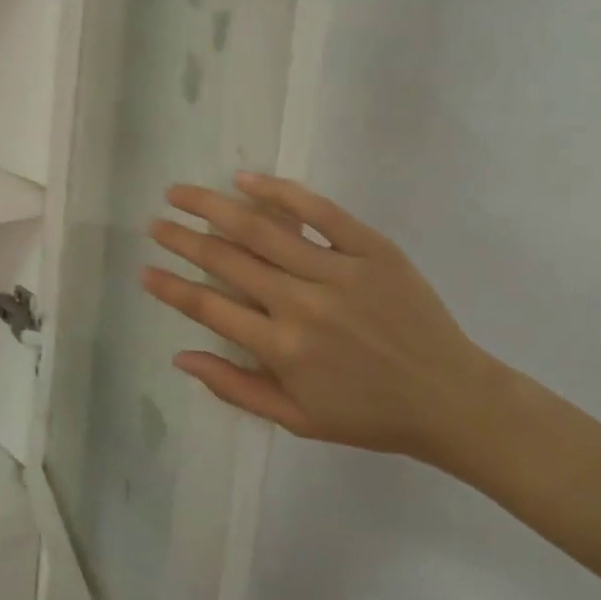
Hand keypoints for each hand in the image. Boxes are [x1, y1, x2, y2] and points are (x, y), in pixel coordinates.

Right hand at [140, 172, 508, 465]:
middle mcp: (303, 305)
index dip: (170, 287)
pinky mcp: (372, 250)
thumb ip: (234, 388)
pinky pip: (320, 212)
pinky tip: (245, 179)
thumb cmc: (369, 416)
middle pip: (226, 259)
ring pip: (261, 229)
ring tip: (179, 193)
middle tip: (156, 223)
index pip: (208, 307)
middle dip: (181, 238)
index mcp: (283, 349)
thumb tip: (179, 356)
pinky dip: (280, 193)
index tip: (145, 270)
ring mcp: (338, 272)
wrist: (455, 401)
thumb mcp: (297, 420)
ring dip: (212, 207)